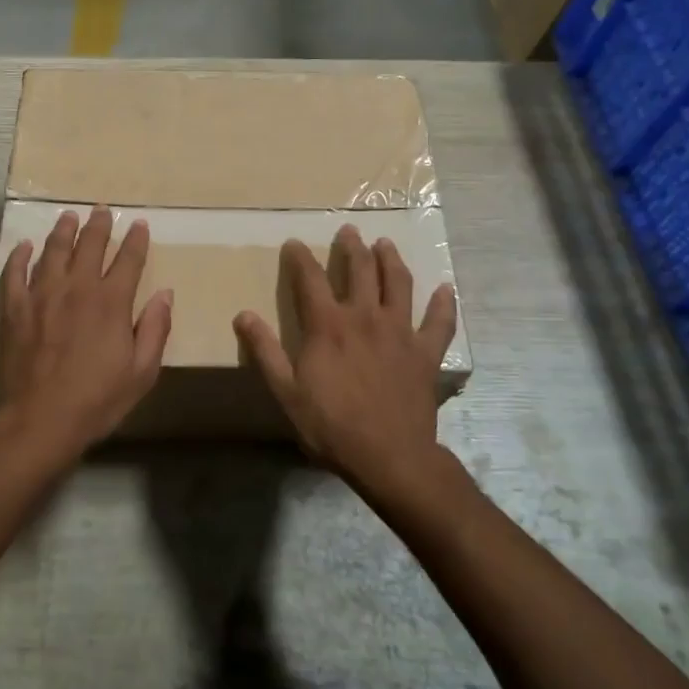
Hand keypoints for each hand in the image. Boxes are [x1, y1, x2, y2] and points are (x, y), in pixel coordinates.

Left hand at [0, 206, 172, 460]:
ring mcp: (41, 295)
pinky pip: (14, 273)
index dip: (135, 240)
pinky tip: (24, 246)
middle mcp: (76, 288)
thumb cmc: (96, 400)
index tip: (138, 224)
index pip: (128, 260)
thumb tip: (165, 293)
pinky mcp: (13, 309)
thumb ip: (155, 329)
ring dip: (63, 231)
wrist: (38, 420)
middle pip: (89, 246)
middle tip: (102, 210)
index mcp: (111, 302)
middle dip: (99, 226)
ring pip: (53, 251)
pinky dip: (19, 257)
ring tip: (68, 216)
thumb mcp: (141, 372)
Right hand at [234, 226, 456, 489]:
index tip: (294, 243)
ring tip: (386, 244)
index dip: (300, 258)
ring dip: (392, 260)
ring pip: (398, 284)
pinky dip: (443, 304)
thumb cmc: (331, 427)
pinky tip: (445, 289)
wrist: (390, 458)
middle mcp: (365, 317)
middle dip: (352, 247)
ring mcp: (400, 332)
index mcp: (328, 325)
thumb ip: (265, 351)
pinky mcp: (426, 353)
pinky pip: (439, 322)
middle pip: (360, 270)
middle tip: (350, 230)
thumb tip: (243, 315)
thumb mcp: (286, 392)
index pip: (309, 279)